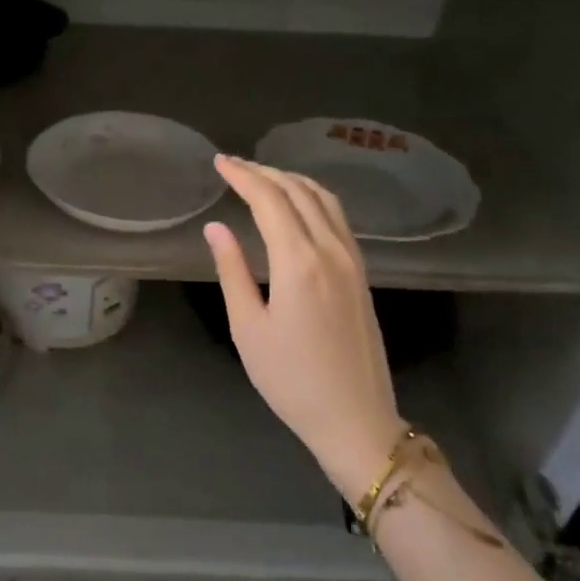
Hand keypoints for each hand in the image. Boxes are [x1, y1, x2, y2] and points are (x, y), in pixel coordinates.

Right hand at [204, 156, 408, 505]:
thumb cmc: (291, 380)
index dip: (243, 176)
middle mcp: (331, 250)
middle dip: (265, 172)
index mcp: (299, 262)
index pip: (269, 199)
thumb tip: (216, 227)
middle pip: (298, 192)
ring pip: (324, 200)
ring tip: (262, 178)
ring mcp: (353, 260)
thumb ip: (232, 270)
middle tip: (233, 166)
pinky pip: (337, 218)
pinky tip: (297, 206)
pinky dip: (312, 198)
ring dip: (291, 181)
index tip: (219, 162)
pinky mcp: (362, 273)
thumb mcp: (248, 328)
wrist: (355, 418)